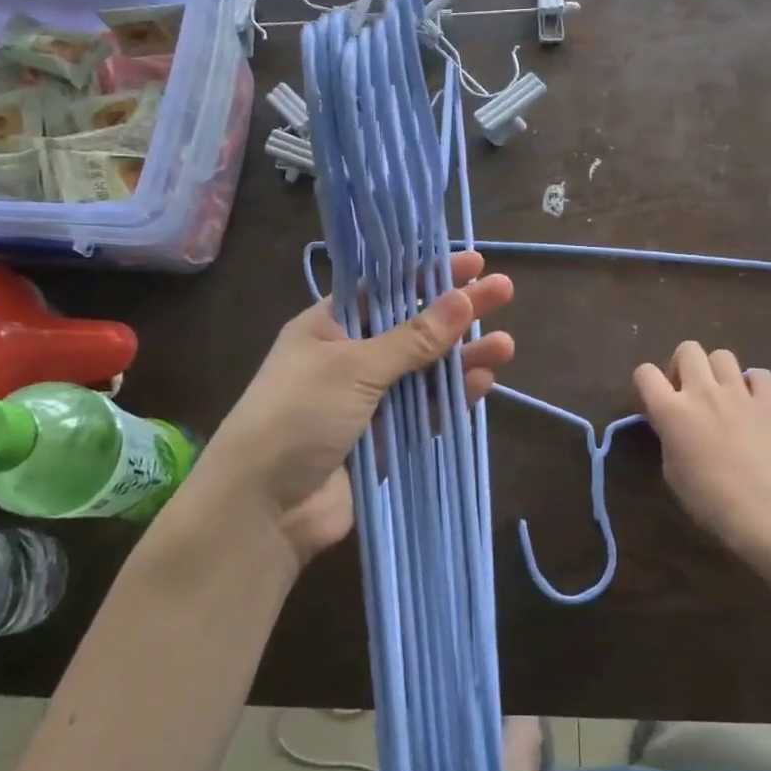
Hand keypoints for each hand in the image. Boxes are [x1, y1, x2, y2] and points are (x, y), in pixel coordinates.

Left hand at [197, 251, 513, 564]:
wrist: (264, 507)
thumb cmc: (299, 415)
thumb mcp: (354, 366)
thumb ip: (412, 338)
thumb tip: (462, 299)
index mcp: (329, 326)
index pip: (385, 289)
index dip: (427, 274)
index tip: (472, 262)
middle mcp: (350, 358)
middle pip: (413, 327)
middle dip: (457, 312)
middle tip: (504, 291)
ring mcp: (369, 401)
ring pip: (426, 371)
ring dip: (463, 356)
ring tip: (506, 344)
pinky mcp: (385, 440)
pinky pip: (426, 410)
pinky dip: (452, 396)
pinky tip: (483, 382)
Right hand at [634, 341, 770, 564]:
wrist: (767, 511)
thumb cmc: (710, 500)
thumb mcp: (672, 472)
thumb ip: (669, 438)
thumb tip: (675, 426)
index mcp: (671, 410)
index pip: (645, 373)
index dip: (646, 382)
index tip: (654, 399)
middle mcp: (702, 392)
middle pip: (687, 350)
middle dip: (683, 365)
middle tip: (688, 391)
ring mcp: (738, 393)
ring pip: (722, 355)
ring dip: (717, 371)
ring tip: (722, 395)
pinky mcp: (770, 401)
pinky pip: (759, 374)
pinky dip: (754, 383)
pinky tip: (752, 402)